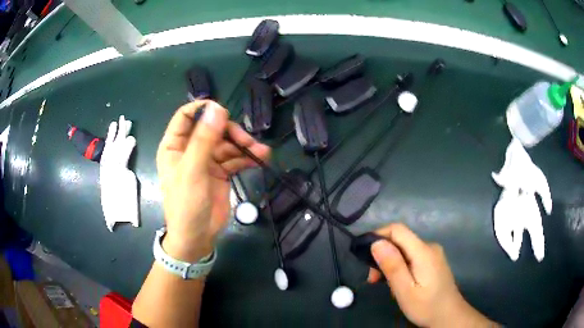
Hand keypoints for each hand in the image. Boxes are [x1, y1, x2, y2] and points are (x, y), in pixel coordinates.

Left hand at [156, 100, 269, 261]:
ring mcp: (207, 160)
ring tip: (260, 152)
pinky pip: (235, 158)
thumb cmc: (186, 204)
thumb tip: (217, 108)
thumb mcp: (192, 170)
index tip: (222, 111)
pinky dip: (247, 158)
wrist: (197, 237)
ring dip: (244, 145)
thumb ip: (204, 139)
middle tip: (247, 141)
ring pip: (227, 143)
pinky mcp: (221, 171)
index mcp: (175, 145)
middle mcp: (190, 149)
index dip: (203, 109)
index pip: (186, 116)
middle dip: (230, 132)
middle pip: (212, 128)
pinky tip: (260, 159)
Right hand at [368, 223, 497, 327]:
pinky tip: (399, 284)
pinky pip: (412, 257)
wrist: (449, 316)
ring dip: (390, 264)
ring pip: (405, 250)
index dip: (378, 235)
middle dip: (383, 256)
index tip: (364, 254)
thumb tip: (376, 243)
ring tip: (386, 286)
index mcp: (424, 251)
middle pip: (400, 241)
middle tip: (373, 280)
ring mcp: (433, 254)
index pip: (398, 229)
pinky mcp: (433, 262)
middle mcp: (429, 247)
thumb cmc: (426, 306)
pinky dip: (400, 267)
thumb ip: (393, 266)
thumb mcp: (405, 290)